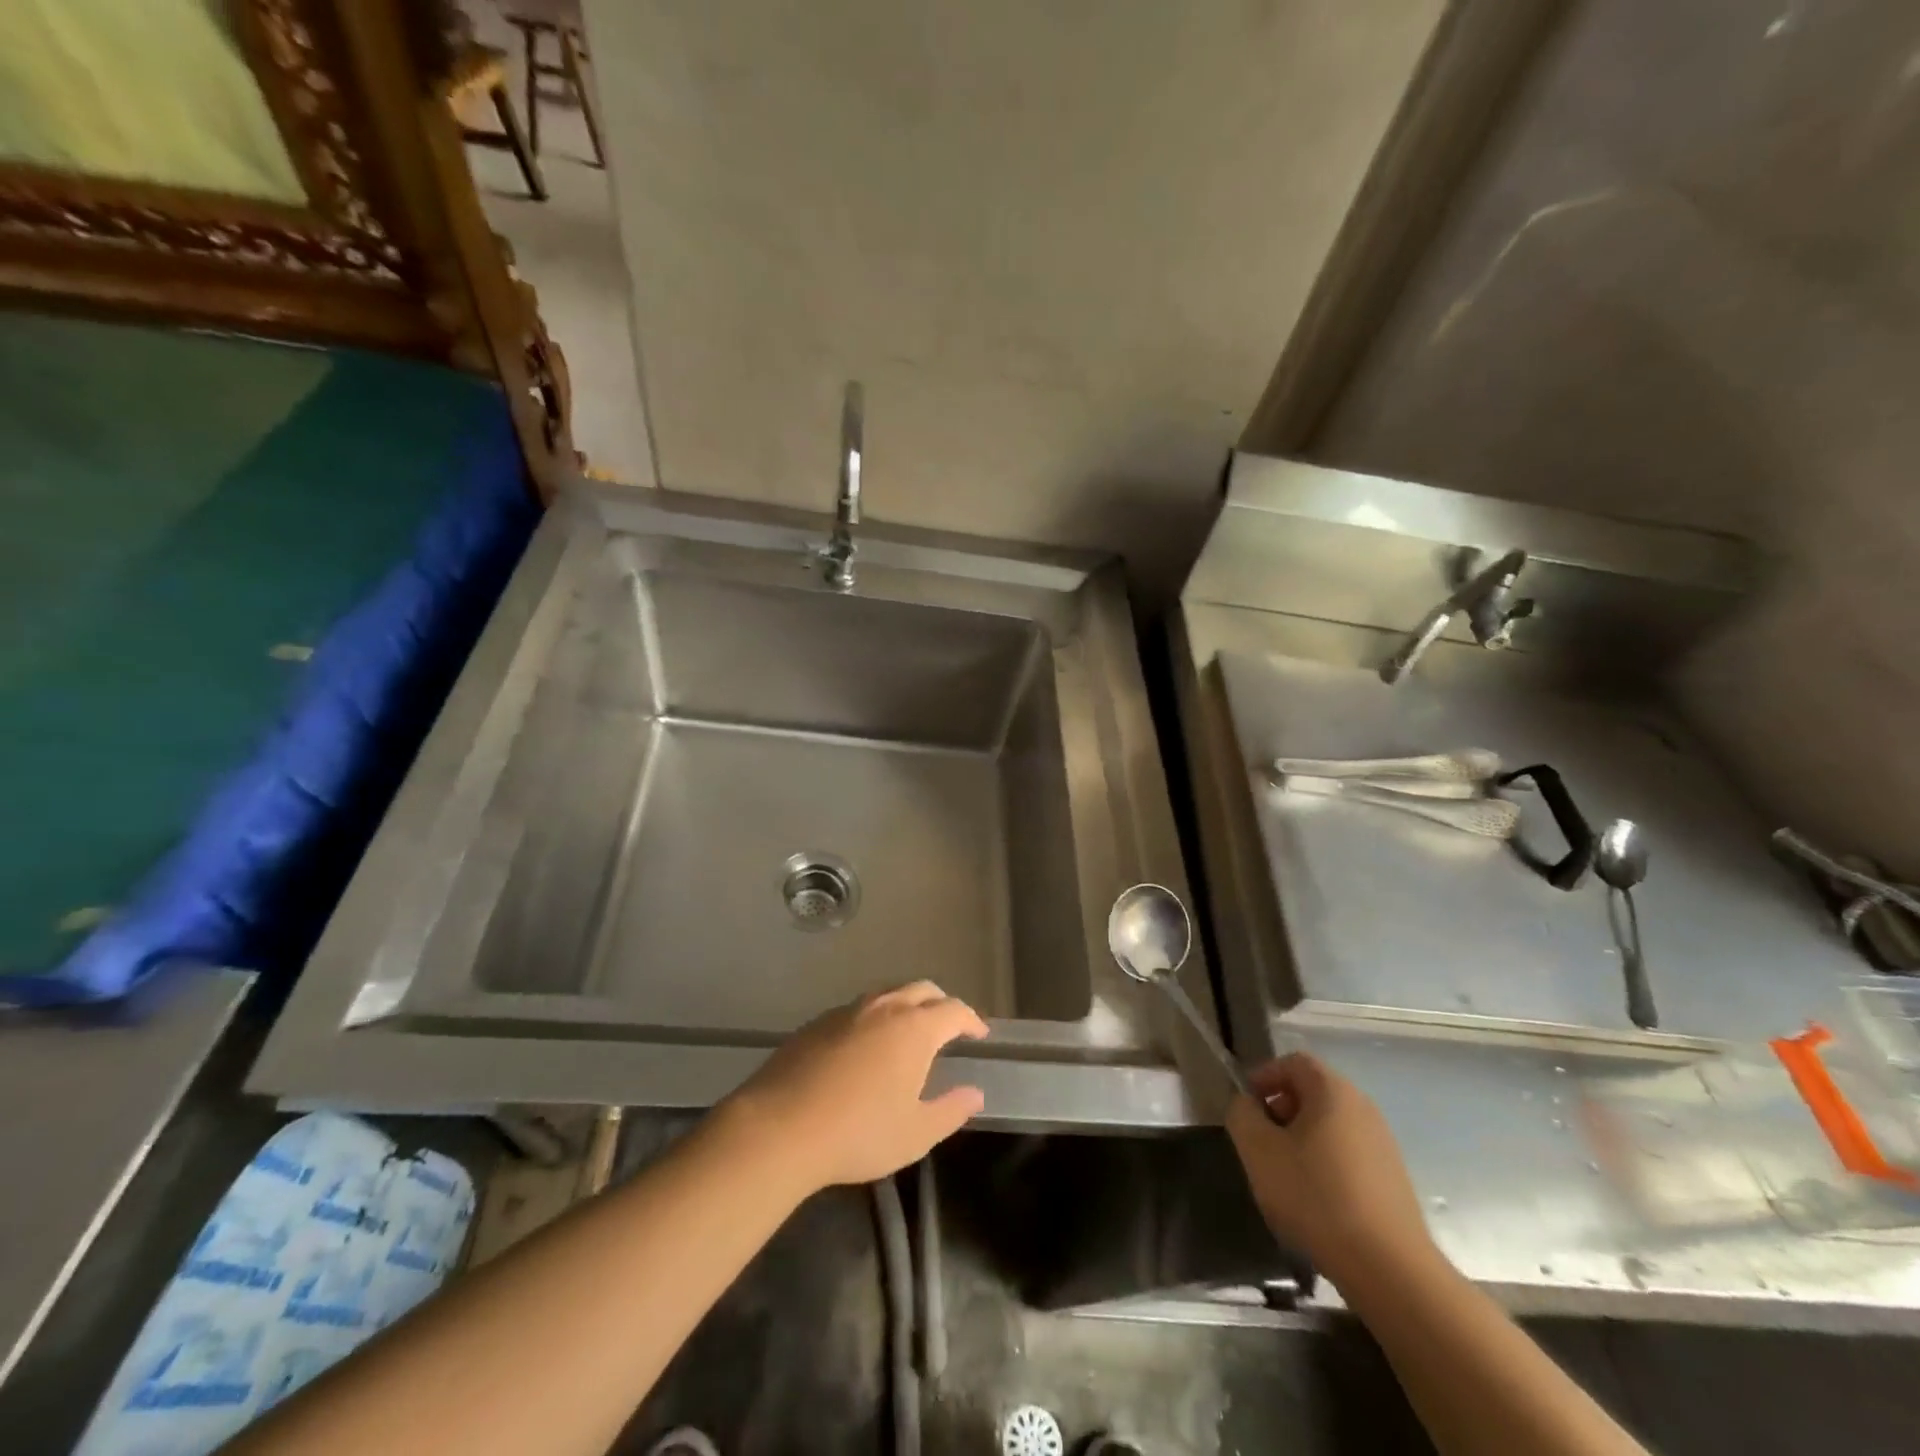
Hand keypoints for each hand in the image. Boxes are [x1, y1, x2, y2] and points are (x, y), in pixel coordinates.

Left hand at [717, 982, 988, 1192]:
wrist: (780, 1127)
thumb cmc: (858, 1133)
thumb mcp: (915, 1134)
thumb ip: (951, 1110)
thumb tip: (974, 1093)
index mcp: (914, 1029)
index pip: (953, 1010)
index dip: (971, 1019)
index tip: (978, 1033)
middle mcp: (884, 1008)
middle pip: (922, 990)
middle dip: (941, 1003)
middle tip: (948, 1026)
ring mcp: (847, 1011)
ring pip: (887, 994)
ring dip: (906, 1004)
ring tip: (908, 1031)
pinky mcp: (817, 1022)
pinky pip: (857, 1008)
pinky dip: (874, 1017)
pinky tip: (865, 1045)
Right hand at [1225, 1053, 1433, 1284]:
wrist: (1389, 1269)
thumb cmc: (1316, 1197)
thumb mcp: (1259, 1151)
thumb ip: (1242, 1114)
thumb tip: (1247, 1105)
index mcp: (1333, 1091)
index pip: (1293, 1061)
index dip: (1264, 1076)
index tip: (1246, 1107)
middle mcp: (1363, 1107)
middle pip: (1312, 1092)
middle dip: (1281, 1110)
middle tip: (1262, 1142)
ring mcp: (1383, 1144)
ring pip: (1329, 1125)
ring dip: (1301, 1139)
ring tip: (1285, 1175)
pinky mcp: (1392, 1179)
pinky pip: (1348, 1153)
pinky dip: (1325, 1163)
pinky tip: (1316, 1201)